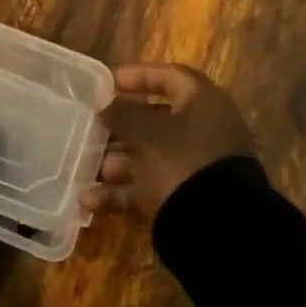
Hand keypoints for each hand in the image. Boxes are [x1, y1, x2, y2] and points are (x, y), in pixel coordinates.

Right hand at [82, 63, 256, 221]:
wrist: (219, 231)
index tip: (107, 84)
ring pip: (151, 156)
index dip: (138, 76)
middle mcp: (205, 131)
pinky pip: (153, 186)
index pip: (170, 76)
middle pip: (157, 120)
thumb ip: (121, 113)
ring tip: (86, 170)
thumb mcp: (144, 133)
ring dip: (117, 162)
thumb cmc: (180, 163)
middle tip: (91, 131)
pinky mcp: (191, 199)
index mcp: (203, 103)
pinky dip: (124, 192)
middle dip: (120, 128)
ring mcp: (199, 167)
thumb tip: (107, 104)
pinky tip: (91, 201)